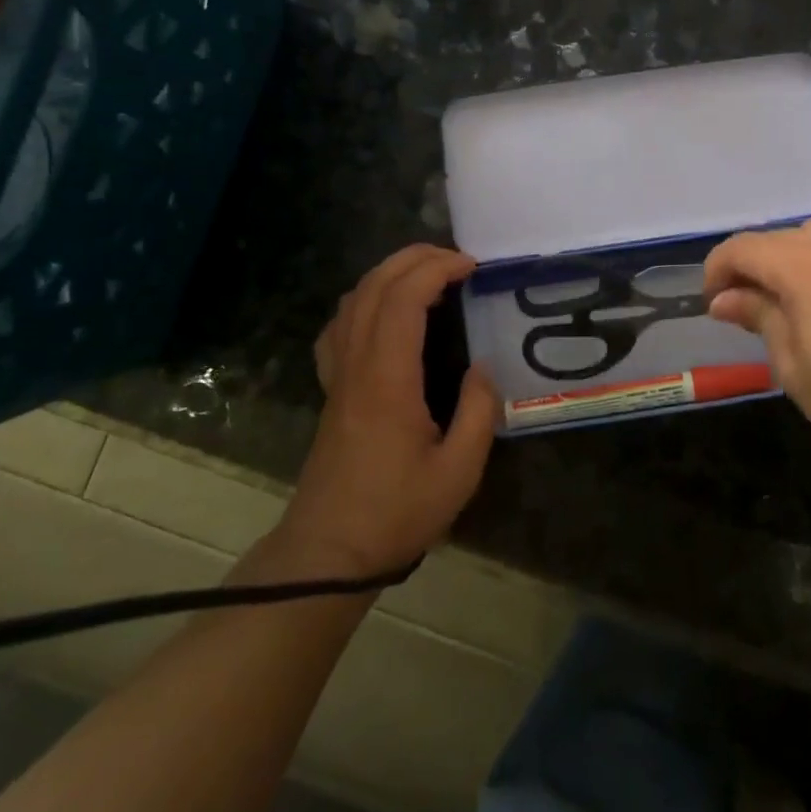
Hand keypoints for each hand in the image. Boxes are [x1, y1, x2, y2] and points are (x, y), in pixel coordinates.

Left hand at [242, 245, 497, 584]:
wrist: (328, 553)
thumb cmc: (396, 513)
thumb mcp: (458, 472)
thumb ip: (477, 412)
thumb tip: (482, 369)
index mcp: (388, 378)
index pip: (404, 299)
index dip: (436, 269)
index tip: (472, 266)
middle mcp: (356, 364)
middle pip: (374, 286)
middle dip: (414, 258)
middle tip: (456, 259)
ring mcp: (337, 375)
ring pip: (353, 300)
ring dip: (389, 273)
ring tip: (427, 275)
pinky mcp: (331, 389)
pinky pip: (339, 326)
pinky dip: (364, 300)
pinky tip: (384, 313)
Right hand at [704, 211, 810, 477]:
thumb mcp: (792, 364)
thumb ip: (758, 316)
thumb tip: (724, 299)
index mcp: (803, 267)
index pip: (742, 248)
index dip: (719, 270)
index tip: (717, 300)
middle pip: (780, 239)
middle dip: (759, 268)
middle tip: (757, 303)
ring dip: (803, 255)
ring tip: (810, 289)